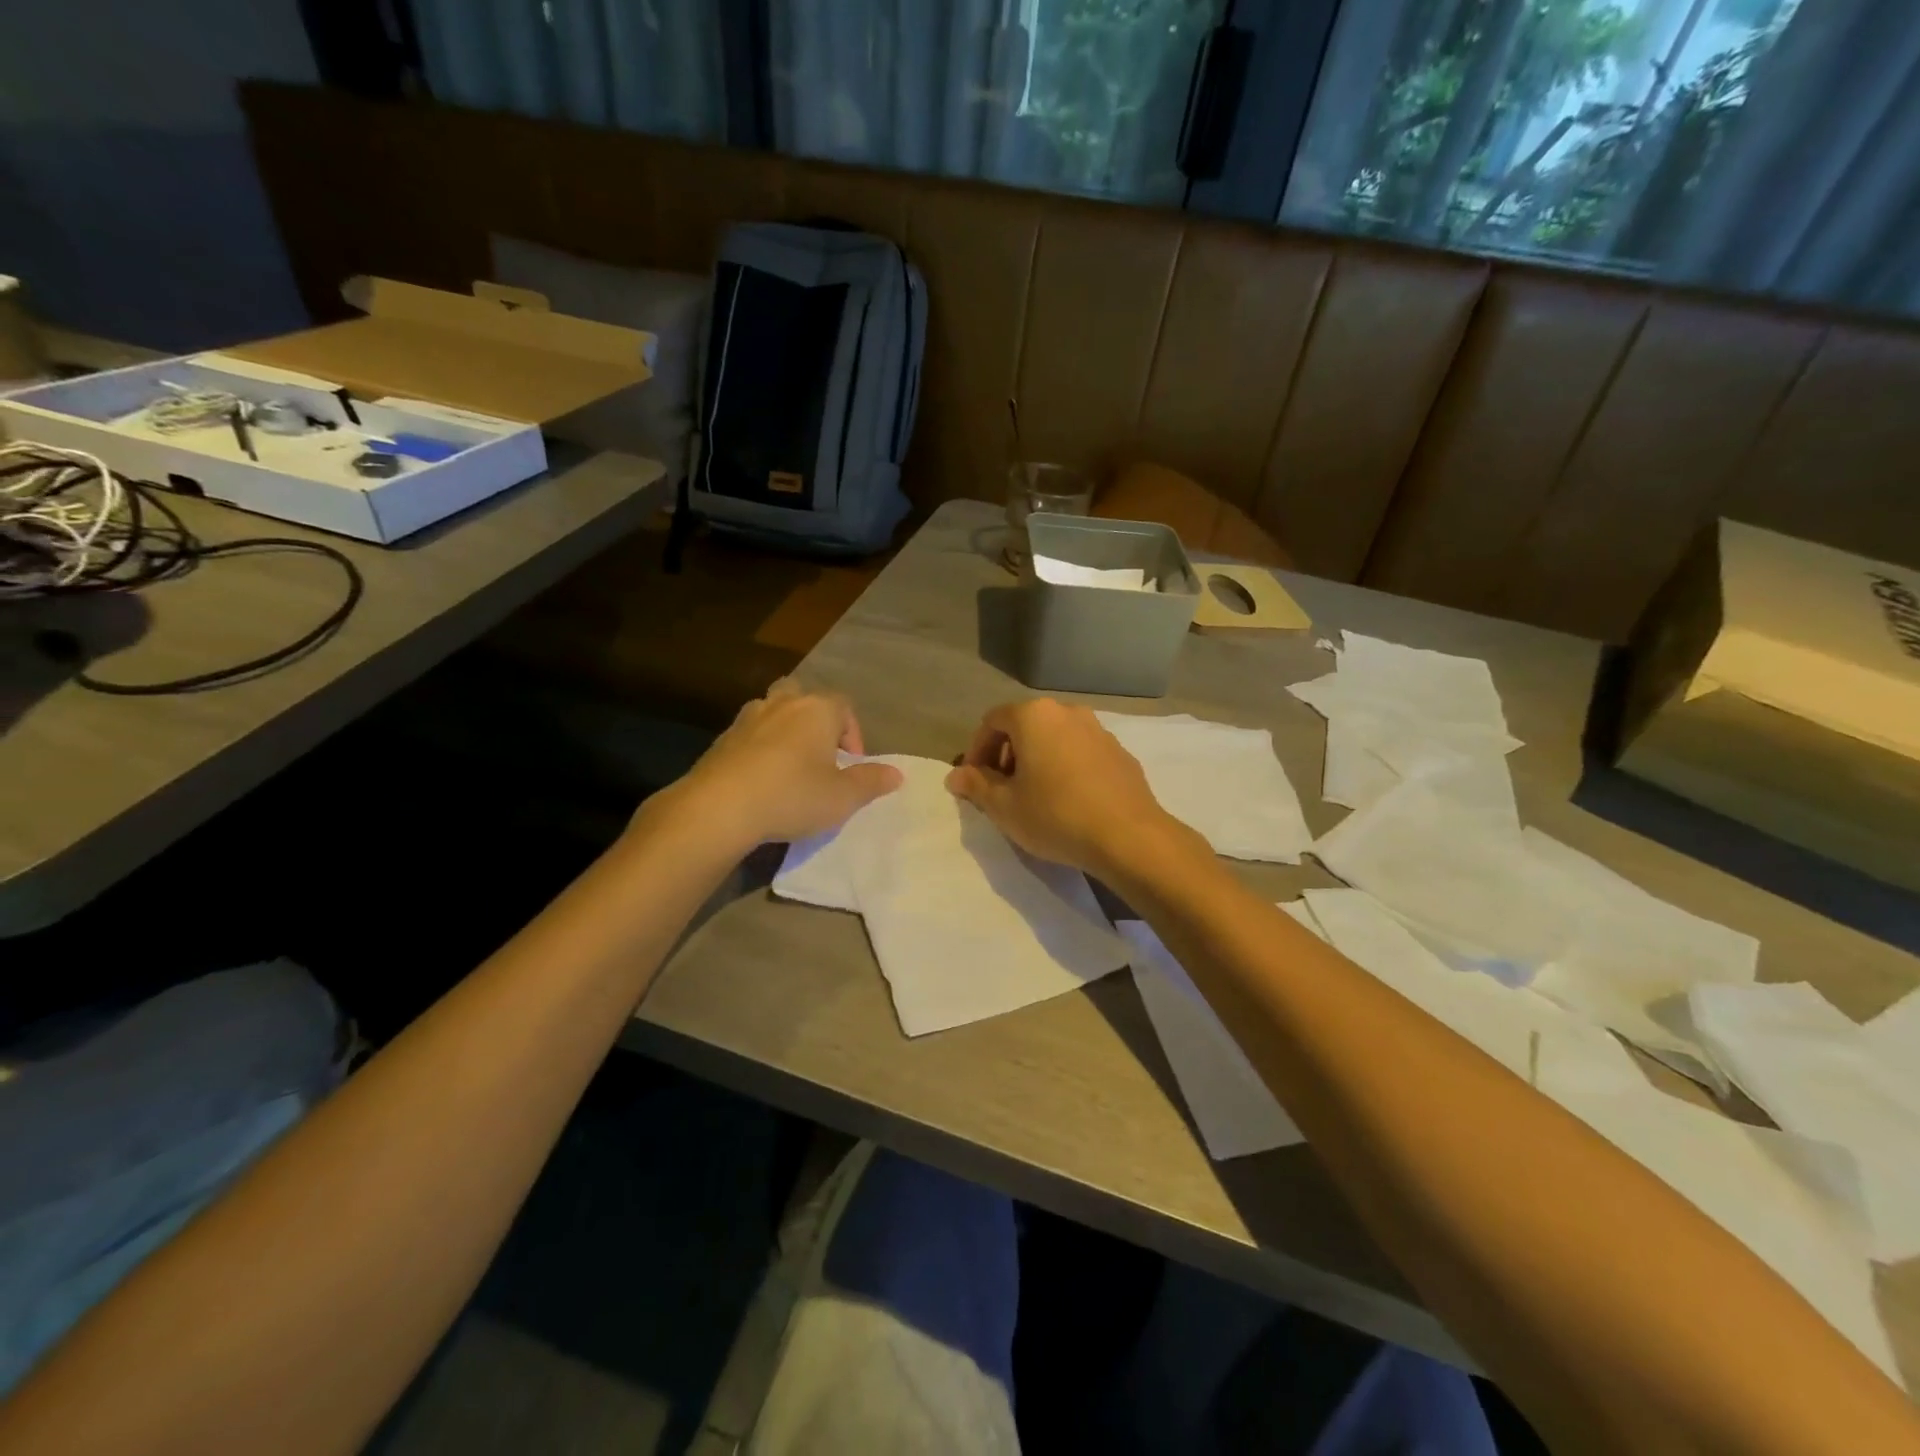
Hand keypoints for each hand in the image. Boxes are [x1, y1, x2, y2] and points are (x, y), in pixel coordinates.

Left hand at [661, 679, 901, 851]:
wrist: (719, 807)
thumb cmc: (792, 796)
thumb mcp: (843, 797)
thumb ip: (871, 782)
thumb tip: (897, 773)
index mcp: (817, 710)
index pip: (844, 707)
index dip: (853, 735)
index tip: (851, 766)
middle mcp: (783, 704)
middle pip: (804, 696)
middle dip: (815, 720)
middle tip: (819, 754)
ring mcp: (747, 718)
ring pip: (772, 710)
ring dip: (784, 730)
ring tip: (789, 765)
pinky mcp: (721, 739)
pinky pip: (749, 734)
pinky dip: (758, 748)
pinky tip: (760, 780)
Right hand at [945, 699, 1176, 874]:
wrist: (1128, 836)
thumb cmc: (1055, 815)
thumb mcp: (1004, 807)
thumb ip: (976, 785)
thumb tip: (956, 776)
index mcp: (1034, 716)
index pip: (992, 722)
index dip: (976, 751)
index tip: (974, 782)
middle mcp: (1067, 712)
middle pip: (1024, 725)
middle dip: (1006, 754)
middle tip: (1001, 789)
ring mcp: (1098, 729)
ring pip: (1054, 737)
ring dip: (1037, 759)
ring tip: (1034, 796)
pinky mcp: (1120, 752)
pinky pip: (1080, 752)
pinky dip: (1065, 766)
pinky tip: (1068, 800)